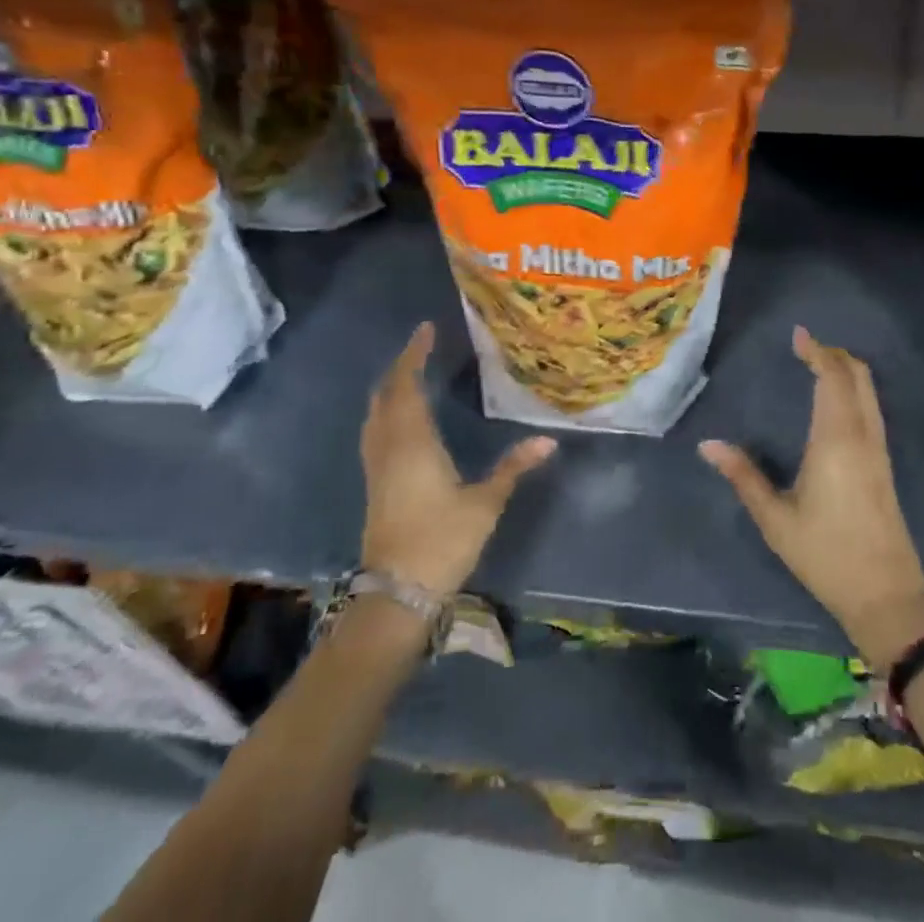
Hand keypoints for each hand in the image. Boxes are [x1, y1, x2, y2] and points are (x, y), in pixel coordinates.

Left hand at [359, 322, 557, 594]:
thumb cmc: (441, 542)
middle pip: (386, 395)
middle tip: (422, 348)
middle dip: (401, 367)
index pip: (407, 385)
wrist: (396, 594)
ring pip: (376, 414)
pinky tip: (402, 418)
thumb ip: (513, 467)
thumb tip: (548, 440)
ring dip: (391, 389)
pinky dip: (387, 411)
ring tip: (412, 373)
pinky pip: (375, 431)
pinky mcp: (375, 484)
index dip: (414, 355)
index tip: (426, 330)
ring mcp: (377, 467)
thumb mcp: (485, 503)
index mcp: (412, 442)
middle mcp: (388, 447)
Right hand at [699, 327, 923, 671]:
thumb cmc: (825, 554)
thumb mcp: (775, 518)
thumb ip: (743, 476)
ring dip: (847, 370)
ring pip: (869, 391)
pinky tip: (836, 402)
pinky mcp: (885, 464)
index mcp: (835, 439)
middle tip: (806, 347)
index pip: (831, 378)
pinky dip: (855, 390)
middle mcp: (862, 435)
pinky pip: (872, 408)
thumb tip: (708, 445)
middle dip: (834, 354)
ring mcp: (879, 449)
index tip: (798, 335)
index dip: (817, 351)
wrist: (885, 594)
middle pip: (857, 376)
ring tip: (818, 365)